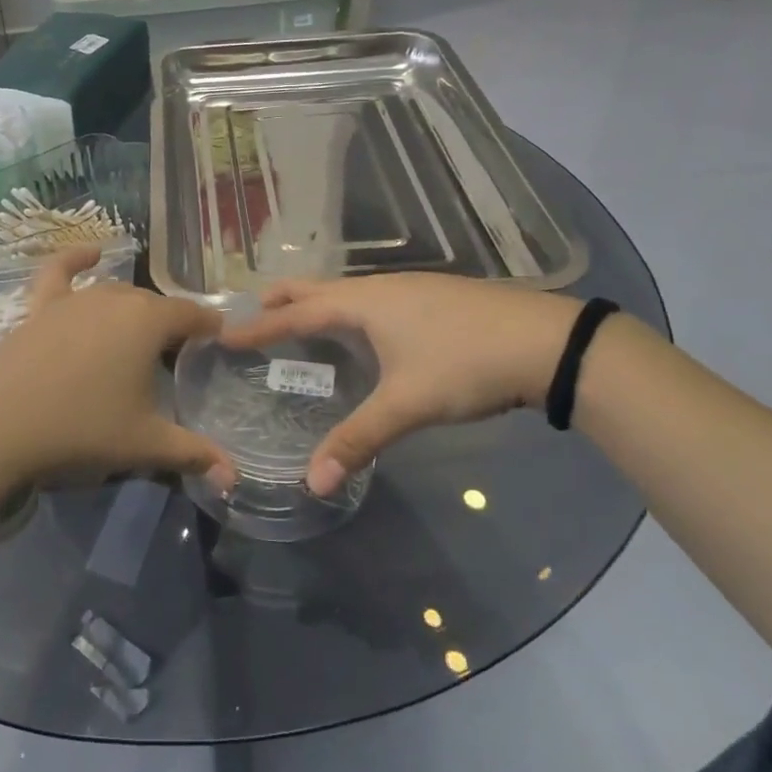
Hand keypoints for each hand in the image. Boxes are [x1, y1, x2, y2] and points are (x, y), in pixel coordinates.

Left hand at [0, 246, 235, 489]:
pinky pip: (60, 271)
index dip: (209, 328)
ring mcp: (74, 298)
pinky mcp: (40, 305)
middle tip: (175, 360)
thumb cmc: (81, 429)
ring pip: (116, 294)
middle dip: (170, 326)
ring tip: (139, 338)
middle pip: (154, 306)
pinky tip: (91, 253)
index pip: (192, 315)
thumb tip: (233, 478)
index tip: (218, 344)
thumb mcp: (144, 444)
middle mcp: (115, 298)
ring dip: (133, 311)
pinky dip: (77, 258)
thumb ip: (193, 454)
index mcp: (148, 321)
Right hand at [222, 275, 580, 494]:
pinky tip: (361, 330)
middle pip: (316, 288)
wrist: (547, 342)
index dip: (259, 325)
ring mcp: (410, 289)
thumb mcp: (408, 404)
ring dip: (315, 303)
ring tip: (298, 322)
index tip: (224, 333)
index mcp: (363, 304)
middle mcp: (380, 288)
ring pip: (347, 291)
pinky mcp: (433, 298)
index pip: (295, 313)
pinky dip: (346, 309)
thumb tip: (314, 483)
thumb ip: (358, 439)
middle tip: (252, 315)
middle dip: (282, 300)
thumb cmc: (466, 364)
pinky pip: (371, 298)